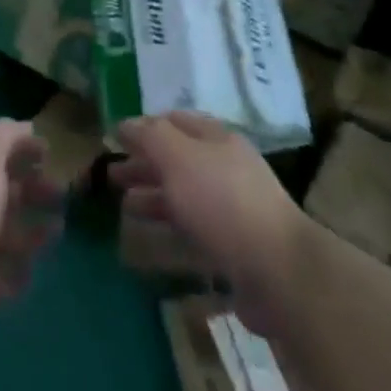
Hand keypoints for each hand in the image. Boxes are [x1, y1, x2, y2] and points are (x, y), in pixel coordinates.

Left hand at [0, 118, 64, 358]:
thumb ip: (4, 136)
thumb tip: (26, 128)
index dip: (20, 148)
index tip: (51, 153)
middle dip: (31, 188)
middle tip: (60, 192)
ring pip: (4, 231)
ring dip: (31, 228)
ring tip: (57, 229)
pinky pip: (3, 271)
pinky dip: (18, 267)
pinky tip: (31, 267)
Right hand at [110, 112, 306, 333]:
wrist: (277, 270)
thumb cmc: (222, 202)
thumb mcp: (179, 158)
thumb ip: (150, 138)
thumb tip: (125, 123)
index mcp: (216, 138)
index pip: (174, 121)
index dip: (145, 127)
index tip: (116, 138)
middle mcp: (224, 166)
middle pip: (177, 157)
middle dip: (145, 163)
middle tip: (112, 175)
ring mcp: (231, 206)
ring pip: (184, 192)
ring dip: (153, 194)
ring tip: (124, 204)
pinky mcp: (234, 244)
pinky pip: (194, 225)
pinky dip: (170, 223)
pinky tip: (153, 233)